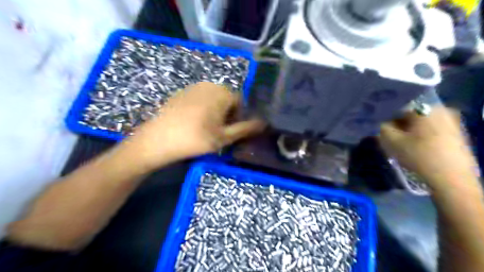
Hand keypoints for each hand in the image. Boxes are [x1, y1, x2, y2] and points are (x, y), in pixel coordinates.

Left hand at [121, 81, 263, 169]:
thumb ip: (246, 129)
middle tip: (218, 132)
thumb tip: (264, 123)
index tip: (230, 132)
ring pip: (213, 99)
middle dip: (227, 115)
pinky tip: (192, 123)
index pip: (240, 102)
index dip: (238, 118)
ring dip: (215, 112)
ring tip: (205, 129)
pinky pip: (199, 99)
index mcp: (222, 92)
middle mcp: (209, 84)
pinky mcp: (181, 93)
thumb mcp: (224, 137)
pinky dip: (202, 109)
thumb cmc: (195, 139)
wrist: (157, 140)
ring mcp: (193, 87)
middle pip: (227, 99)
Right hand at [380, 107, 476, 188]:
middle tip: (391, 138)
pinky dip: (422, 136)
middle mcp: (441, 110)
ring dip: (410, 132)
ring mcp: (452, 122)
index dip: (387, 120)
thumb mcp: (391, 141)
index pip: (399, 109)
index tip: (382, 130)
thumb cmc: (418, 156)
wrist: (451, 179)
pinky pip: (432, 130)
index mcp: (425, 109)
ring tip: (403, 145)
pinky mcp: (457, 134)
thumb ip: (383, 128)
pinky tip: (417, 148)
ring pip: (422, 124)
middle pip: (411, 116)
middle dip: (399, 126)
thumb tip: (384, 124)